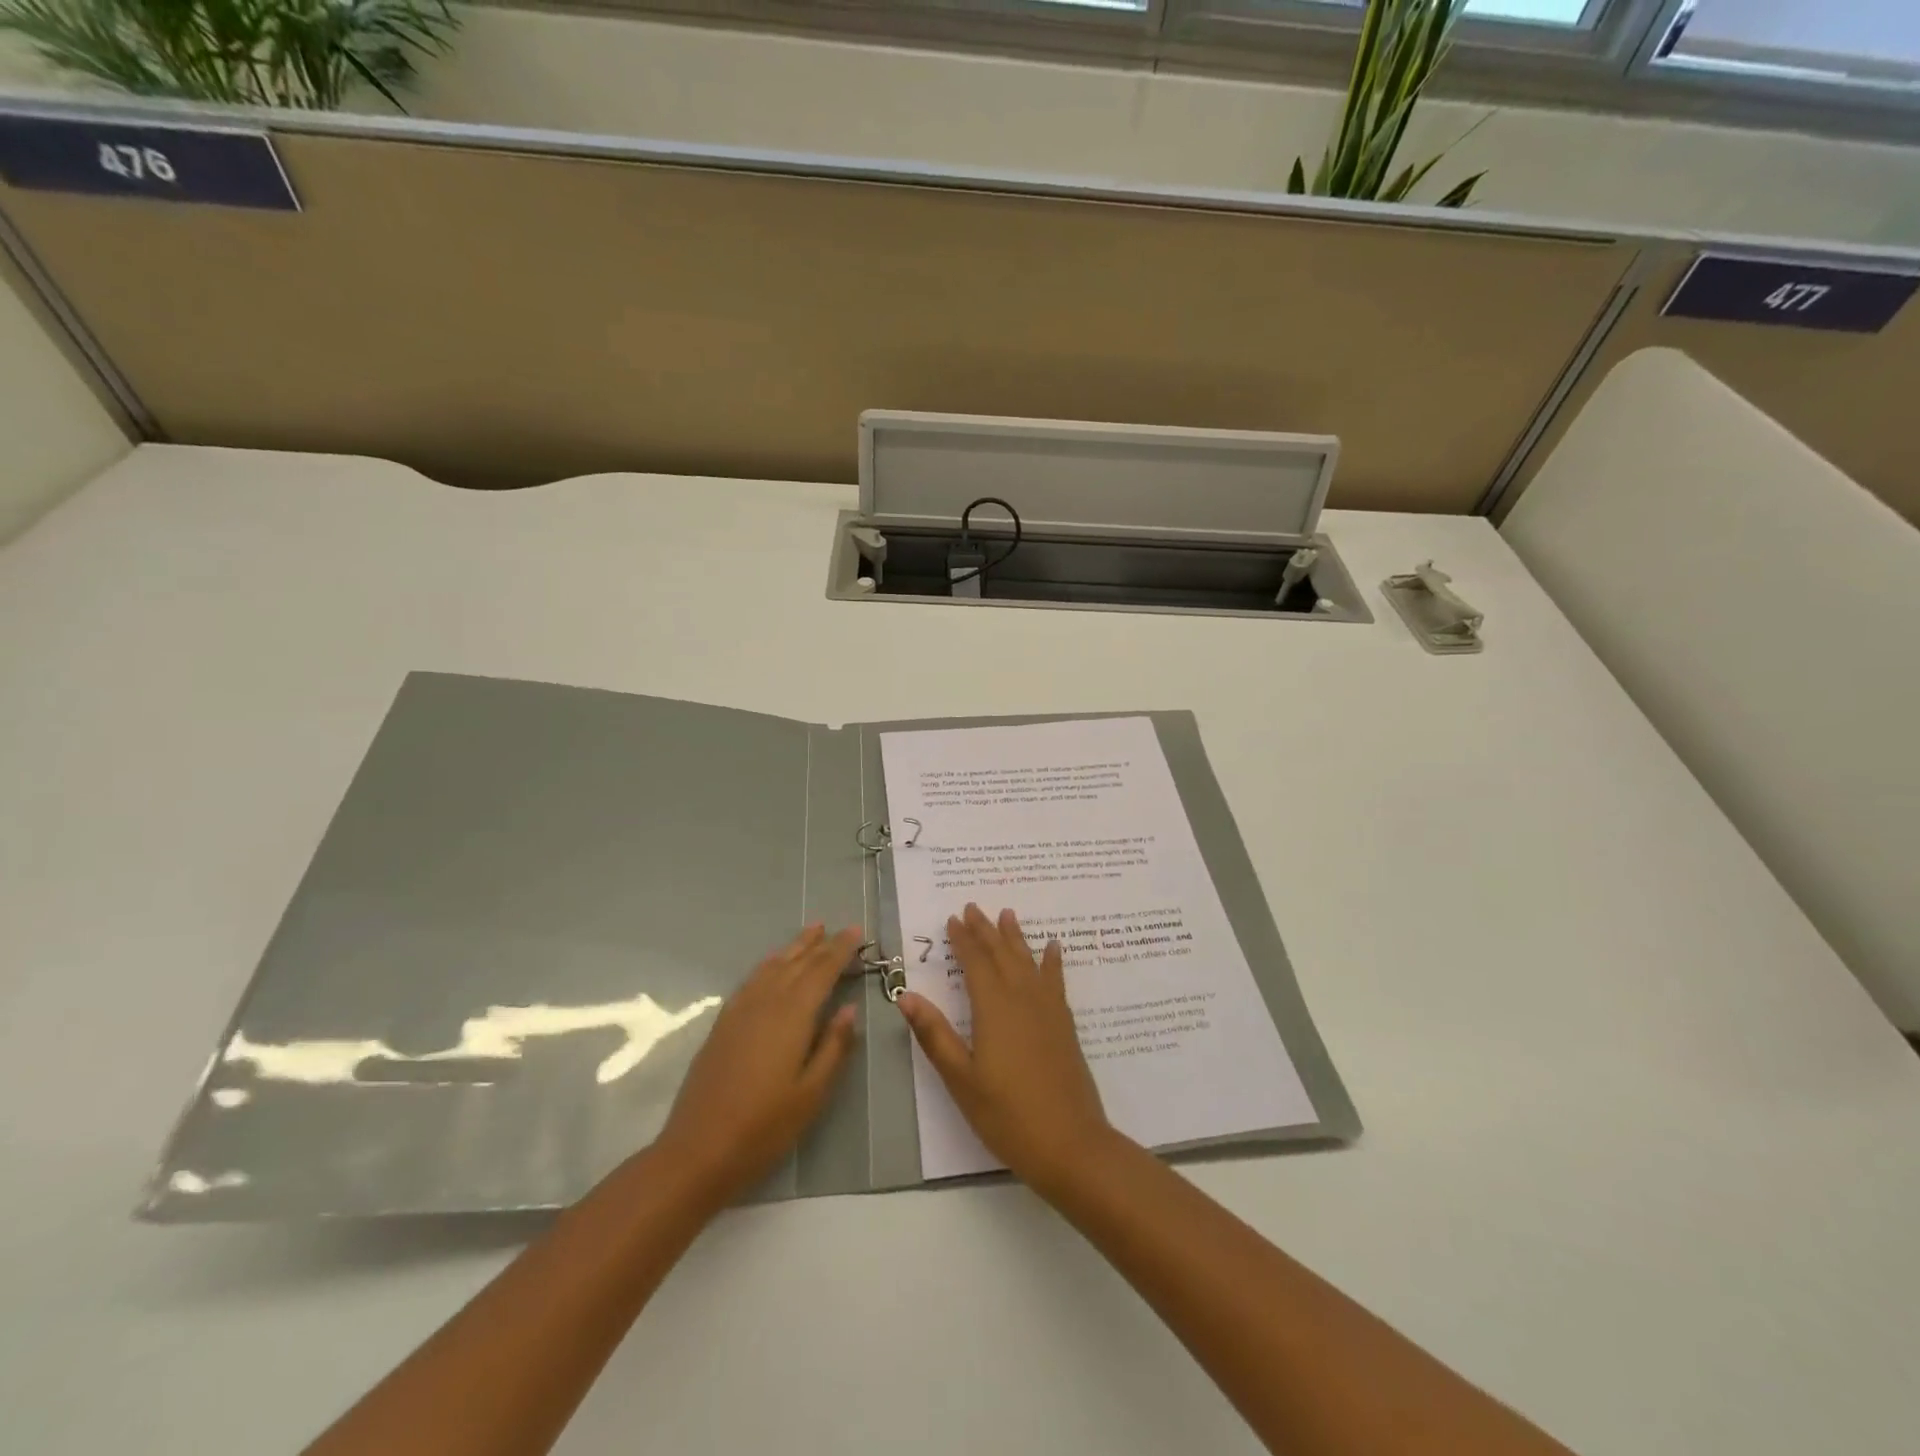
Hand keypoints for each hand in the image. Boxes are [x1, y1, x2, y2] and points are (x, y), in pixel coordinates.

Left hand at [652, 924, 861, 1207]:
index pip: (822, 971)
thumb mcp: (812, 1093)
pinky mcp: (723, 1024)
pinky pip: (752, 980)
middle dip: (821, 944)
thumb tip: (850, 1009)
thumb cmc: (764, 1127)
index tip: (857, 932)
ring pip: (773, 967)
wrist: (697, 1151)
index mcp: (792, 1016)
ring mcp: (740, 1011)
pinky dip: (769, 965)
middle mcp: (766, 1003)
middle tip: (840, 928)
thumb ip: (834, 1047)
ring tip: (812, 932)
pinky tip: (774, 966)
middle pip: (797, 963)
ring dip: (795, 948)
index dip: (841, 950)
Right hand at [897, 904, 1113, 1189]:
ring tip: (1008, 914)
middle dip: (986, 930)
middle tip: (974, 907)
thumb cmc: (1007, 1115)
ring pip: (1028, 961)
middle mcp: (1022, 998)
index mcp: (994, 1008)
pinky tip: (1053, 948)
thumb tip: (906, 995)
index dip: (963, 940)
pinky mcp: (1064, 1024)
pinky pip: (1056, 980)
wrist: (1071, 1144)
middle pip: (1002, 954)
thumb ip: (935, 1034)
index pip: (975, 963)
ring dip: (1016, 937)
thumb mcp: (961, 1079)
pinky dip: (1052, 961)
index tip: (953, 918)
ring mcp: (1048, 1010)